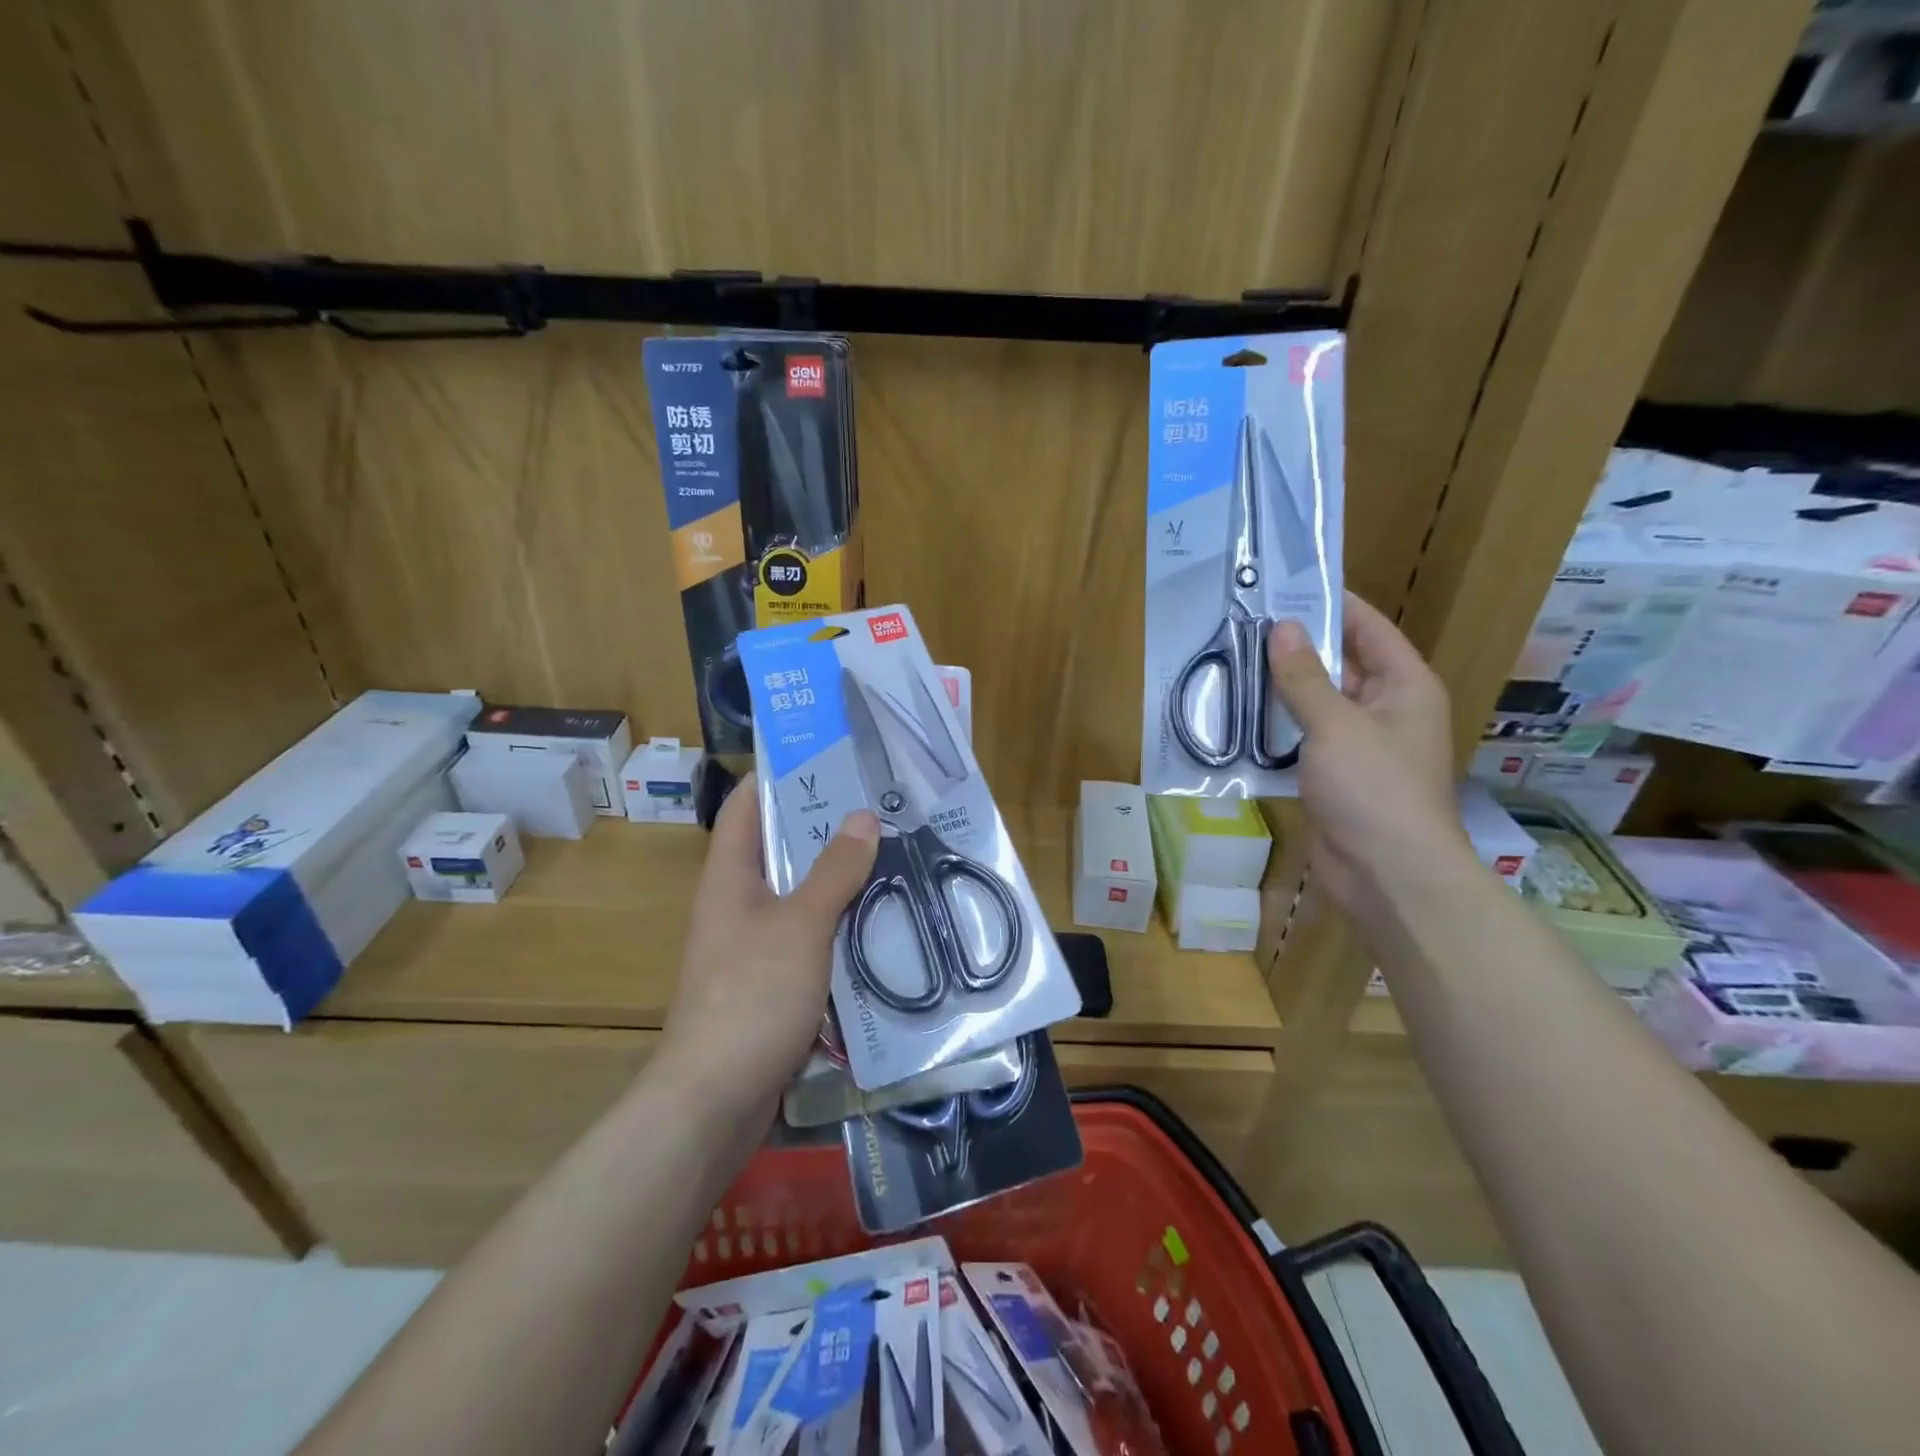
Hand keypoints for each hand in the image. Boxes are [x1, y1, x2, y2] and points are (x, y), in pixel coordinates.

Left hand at [657, 773, 878, 1118]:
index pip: (747, 806)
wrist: (714, 1102)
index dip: (780, 775)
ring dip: (840, 879)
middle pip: (780, 849)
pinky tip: (881, 922)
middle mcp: (737, 904)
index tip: (829, 755)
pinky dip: (841, 926)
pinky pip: (811, 939)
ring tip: (893, 855)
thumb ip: (834, 870)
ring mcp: (753, 946)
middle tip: (881, 806)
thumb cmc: (751, 997)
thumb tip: (863, 816)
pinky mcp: (772, 984)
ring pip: (801, 896)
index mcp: (729, 877)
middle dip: (826, 827)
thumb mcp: (800, 925)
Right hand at [1268, 591, 1463, 911]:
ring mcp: (1361, 746)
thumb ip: (1304, 676)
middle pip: (1340, 665)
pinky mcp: (1337, 777)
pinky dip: (1278, 730)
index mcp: (1404, 686)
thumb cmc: (1373, 788)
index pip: (1368, 629)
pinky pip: (1305, 740)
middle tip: (1245, 627)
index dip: (1331, 605)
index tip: (1285, 587)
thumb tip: (1280, 627)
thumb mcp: (1335, 724)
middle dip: (1296, 648)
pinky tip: (1240, 719)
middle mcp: (1386, 709)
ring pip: (1317, 704)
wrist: (1388, 874)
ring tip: (1233, 665)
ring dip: (1281, 691)